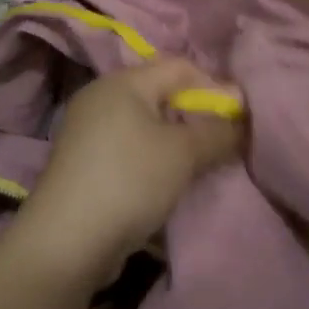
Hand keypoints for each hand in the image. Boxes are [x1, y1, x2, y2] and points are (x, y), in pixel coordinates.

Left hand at [15, 59, 242, 287]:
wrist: (66, 242)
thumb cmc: (130, 180)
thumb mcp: (184, 154)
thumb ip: (218, 132)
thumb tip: (241, 121)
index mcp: (123, 81)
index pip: (180, 66)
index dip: (214, 86)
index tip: (238, 119)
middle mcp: (101, 97)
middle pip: (161, 93)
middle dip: (195, 116)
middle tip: (221, 143)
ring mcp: (87, 130)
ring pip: (145, 123)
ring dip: (175, 141)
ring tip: (197, 166)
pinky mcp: (83, 162)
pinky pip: (129, 148)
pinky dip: (152, 159)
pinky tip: (165, 184)